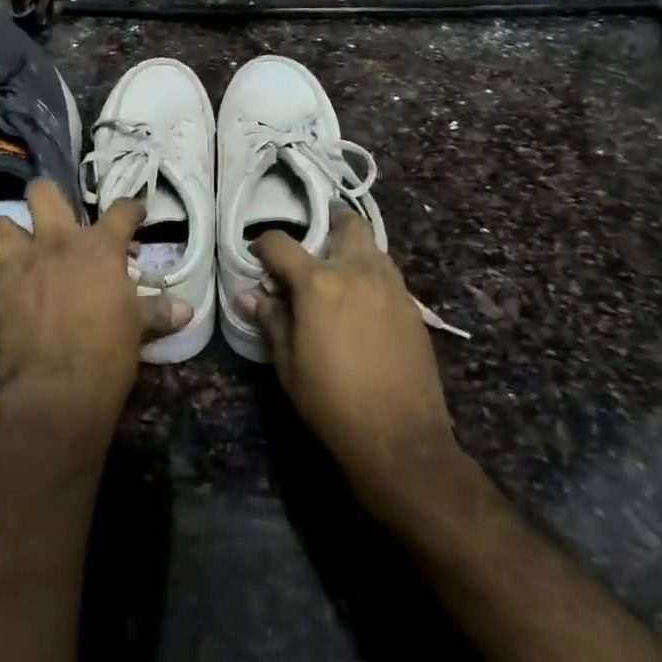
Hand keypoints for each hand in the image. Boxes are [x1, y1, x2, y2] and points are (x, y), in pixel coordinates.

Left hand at [0, 179, 191, 434]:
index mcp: (99, 248)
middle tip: (54, 215)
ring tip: (18, 246)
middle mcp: (56, 242)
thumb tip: (186, 310)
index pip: (122, 210)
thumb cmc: (107, 353)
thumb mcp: (138, 328)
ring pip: (1, 222)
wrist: (58, 387)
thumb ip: (158, 311)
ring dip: (9, 232)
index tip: (134, 214)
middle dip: (47, 197)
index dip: (131, 208)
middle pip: (43, 192)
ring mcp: (19, 261)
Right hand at [240, 208, 463, 508]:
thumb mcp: (288, 363)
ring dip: (353, 248)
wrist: (400, 439)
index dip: (263, 245)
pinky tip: (362, 302)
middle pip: (347, 224)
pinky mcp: (412, 308)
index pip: (281, 244)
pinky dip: (371, 275)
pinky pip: (388, 275)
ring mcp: (391, 287)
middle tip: (312, 238)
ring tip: (337, 271)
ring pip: (373, 247)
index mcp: (318, 282)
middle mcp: (358, 271)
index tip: (257, 256)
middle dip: (328, 222)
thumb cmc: (331, 401)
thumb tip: (249, 295)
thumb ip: (271, 320)